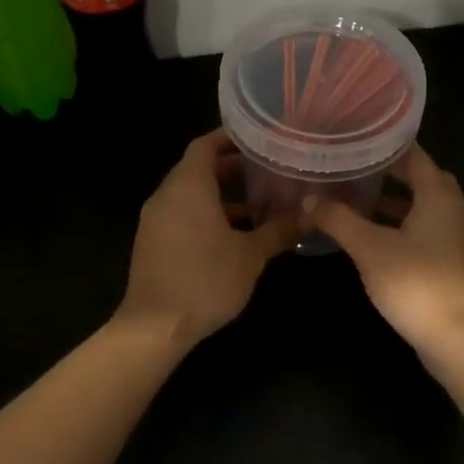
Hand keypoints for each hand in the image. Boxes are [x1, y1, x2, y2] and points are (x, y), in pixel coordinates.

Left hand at [116, 129, 299, 347]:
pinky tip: (235, 235)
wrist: (154, 327)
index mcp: (188, 187)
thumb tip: (310, 217)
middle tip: (267, 169)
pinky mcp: (153, 243)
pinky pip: (182, 215)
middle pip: (198, 168)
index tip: (257, 137)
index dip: (229, 137)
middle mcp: (167, 196)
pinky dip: (207, 215)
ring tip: (258, 203)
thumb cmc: (205, 280)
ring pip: (191, 195)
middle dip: (232, 168)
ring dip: (221, 196)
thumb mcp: (251, 255)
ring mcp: (156, 221)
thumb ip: (279, 231)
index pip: (205, 145)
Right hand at [311, 146, 463, 359]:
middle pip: (422, 180)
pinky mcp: (452, 264)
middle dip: (390, 173)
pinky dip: (401, 227)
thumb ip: (338, 219)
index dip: (386, 145)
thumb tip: (308, 200)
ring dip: (395, 202)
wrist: (458, 340)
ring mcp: (456, 239)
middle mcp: (454, 210)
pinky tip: (375, 239)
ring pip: (424, 208)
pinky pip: (425, 232)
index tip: (357, 138)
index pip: (414, 155)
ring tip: (358, 199)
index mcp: (439, 196)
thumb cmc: (416, 283)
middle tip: (356, 168)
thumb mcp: (369, 247)